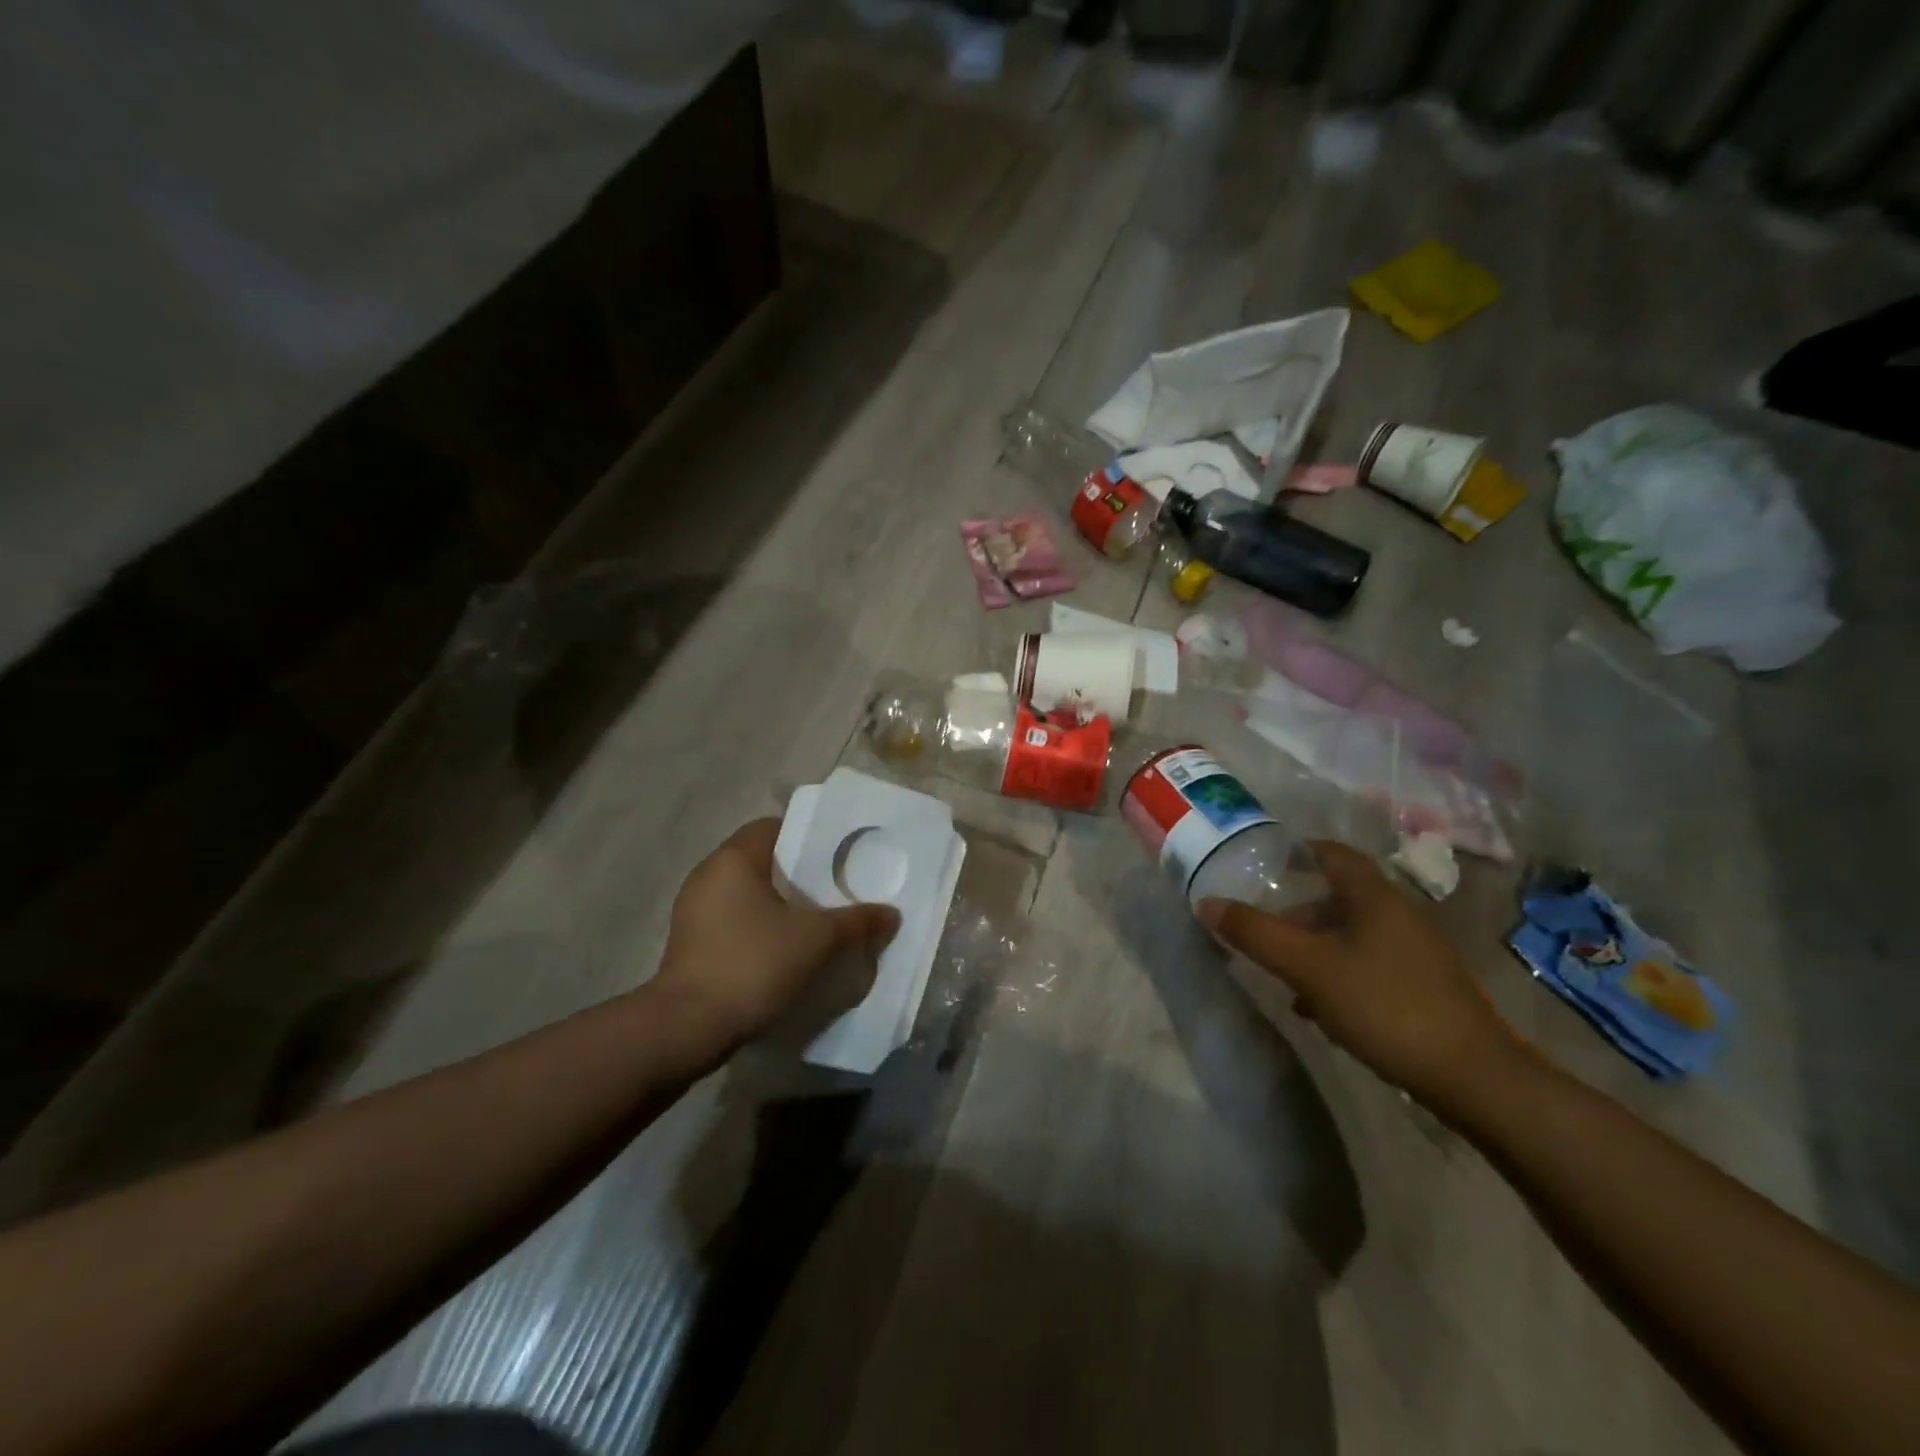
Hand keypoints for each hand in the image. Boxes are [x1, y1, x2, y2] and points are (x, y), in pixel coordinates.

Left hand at [653, 819, 900, 1049]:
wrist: (688, 1028)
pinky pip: (732, 920)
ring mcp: (693, 910)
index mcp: (734, 859)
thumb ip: (856, 922)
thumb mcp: (816, 941)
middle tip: (833, 889)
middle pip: (761, 860)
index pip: (773, 827)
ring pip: (746, 893)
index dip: (807, 836)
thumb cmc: (753, 964)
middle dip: (797, 873)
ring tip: (814, 921)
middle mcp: (708, 874)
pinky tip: (782, 949)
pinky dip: (758, 926)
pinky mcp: (689, 942)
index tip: (836, 856)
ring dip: (777, 903)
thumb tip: (891, 914)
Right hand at [1198, 840, 1513, 1110]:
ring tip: (1283, 974)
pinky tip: (1319, 1007)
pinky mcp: (1423, 988)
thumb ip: (1256, 933)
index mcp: (1375, 896)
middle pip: (1338, 897)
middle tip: (1263, 930)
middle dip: (1297, 911)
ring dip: (1314, 947)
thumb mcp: (1307, 966)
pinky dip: (1337, 973)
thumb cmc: (1384, 1005)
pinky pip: (1368, 965)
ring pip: (1351, 934)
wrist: (1473, 1078)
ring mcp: (1416, 953)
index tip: (1263, 865)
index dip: (1297, 852)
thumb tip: (1206, 903)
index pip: (1333, 854)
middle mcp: (1399, 914)